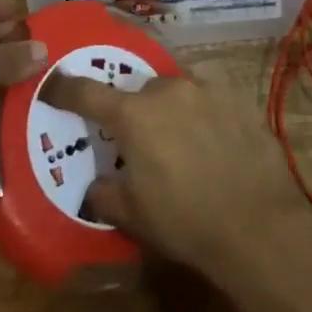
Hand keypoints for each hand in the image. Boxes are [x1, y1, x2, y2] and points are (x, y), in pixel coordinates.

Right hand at [41, 71, 311, 276]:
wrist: (258, 223)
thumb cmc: (185, 221)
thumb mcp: (133, 215)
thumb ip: (104, 193)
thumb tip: (95, 187)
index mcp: (133, 115)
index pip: (87, 93)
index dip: (65, 89)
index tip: (53, 87)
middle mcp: (166, 90)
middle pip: (138, 90)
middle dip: (133, 110)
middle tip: (138, 140)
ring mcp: (206, 90)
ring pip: (175, 90)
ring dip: (169, 108)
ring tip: (179, 141)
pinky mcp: (237, 99)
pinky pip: (208, 98)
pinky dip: (201, 114)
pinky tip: (212, 142)